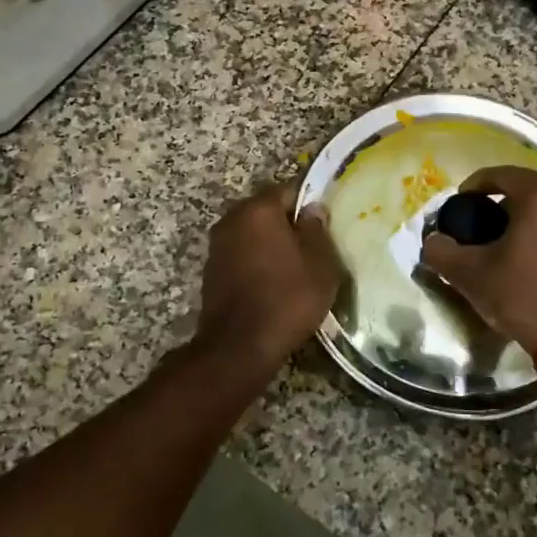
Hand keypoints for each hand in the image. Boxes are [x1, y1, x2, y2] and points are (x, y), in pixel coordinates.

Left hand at [195, 181, 341, 370]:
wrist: (239, 346)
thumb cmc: (287, 299)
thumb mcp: (320, 265)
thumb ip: (317, 230)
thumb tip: (313, 209)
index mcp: (259, 209)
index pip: (290, 190)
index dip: (310, 203)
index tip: (325, 222)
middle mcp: (232, 218)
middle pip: (267, 210)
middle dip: (289, 223)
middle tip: (314, 245)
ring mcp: (217, 245)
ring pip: (253, 233)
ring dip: (271, 243)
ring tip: (295, 265)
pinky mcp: (211, 270)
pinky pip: (242, 254)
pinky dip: (257, 260)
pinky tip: (273, 281)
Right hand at [420, 166, 536, 353]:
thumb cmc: (524, 295)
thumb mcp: (471, 273)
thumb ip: (441, 251)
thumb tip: (432, 242)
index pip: (499, 175)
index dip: (472, 187)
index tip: (457, 206)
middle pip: (524, 187)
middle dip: (497, 202)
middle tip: (474, 224)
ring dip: (520, 216)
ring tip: (497, 241)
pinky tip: (523, 255)